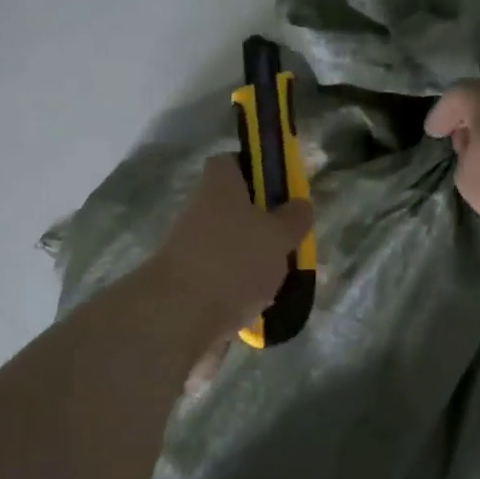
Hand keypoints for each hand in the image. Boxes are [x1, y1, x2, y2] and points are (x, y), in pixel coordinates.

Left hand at [142, 157, 314, 340]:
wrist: (179, 316)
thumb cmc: (234, 261)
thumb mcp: (278, 235)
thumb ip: (294, 218)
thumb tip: (300, 204)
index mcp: (218, 186)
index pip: (231, 163)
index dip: (256, 171)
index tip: (281, 192)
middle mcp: (199, 210)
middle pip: (233, 208)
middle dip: (262, 225)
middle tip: (289, 242)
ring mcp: (189, 248)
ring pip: (229, 245)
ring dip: (253, 260)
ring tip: (280, 281)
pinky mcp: (186, 282)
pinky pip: (220, 278)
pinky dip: (239, 289)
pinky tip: (259, 306)